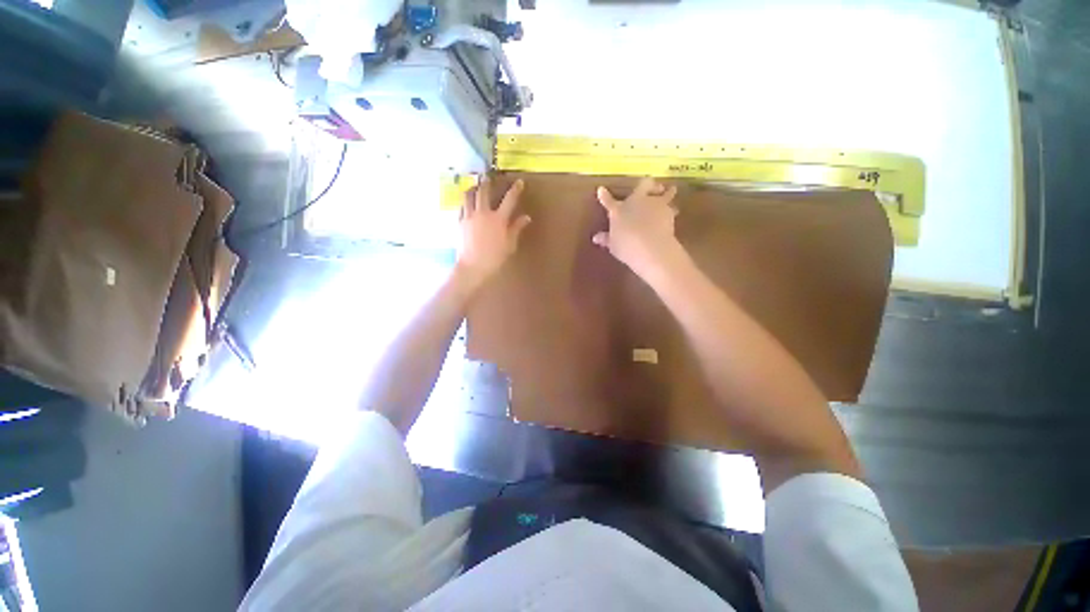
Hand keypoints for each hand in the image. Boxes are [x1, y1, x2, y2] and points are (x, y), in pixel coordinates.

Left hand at [457, 177, 531, 289]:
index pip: (509, 200)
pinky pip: (462, 207)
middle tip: (489, 178)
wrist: (473, 267)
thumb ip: (516, 228)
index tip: (519, 182)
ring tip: (474, 186)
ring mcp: (469, 217)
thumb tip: (526, 217)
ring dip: (472, 188)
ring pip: (468, 196)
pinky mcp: (460, 222)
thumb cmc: (495, 258)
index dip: (515, 189)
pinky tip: (467, 203)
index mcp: (499, 219)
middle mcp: (483, 213)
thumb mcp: (510, 244)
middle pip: (484, 192)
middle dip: (487, 183)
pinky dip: (465, 202)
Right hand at [593, 177, 682, 277]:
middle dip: (647, 185)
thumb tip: (596, 238)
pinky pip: (671, 207)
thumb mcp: (613, 245)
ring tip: (671, 190)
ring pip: (664, 192)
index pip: (608, 201)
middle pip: (643, 185)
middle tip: (651, 187)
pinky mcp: (668, 210)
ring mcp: (654, 203)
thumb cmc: (626, 247)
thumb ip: (606, 239)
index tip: (601, 189)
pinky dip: (671, 210)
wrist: (650, 247)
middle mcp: (636, 202)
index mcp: (618, 210)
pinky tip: (673, 213)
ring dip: (667, 192)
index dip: (604, 195)